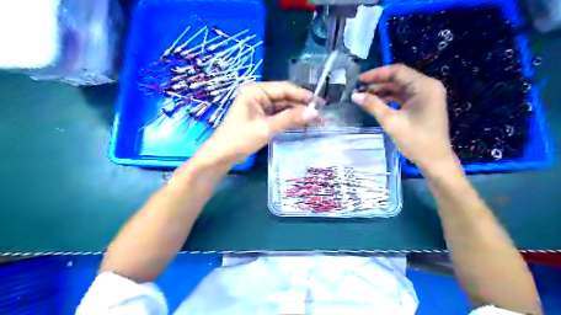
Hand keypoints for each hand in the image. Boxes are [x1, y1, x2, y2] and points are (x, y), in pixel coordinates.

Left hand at [200, 81, 316, 161]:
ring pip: (283, 107)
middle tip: (320, 114)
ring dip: (297, 114)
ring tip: (315, 120)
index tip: (320, 102)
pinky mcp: (260, 117)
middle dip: (302, 106)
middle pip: (285, 97)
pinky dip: (289, 120)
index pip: (284, 88)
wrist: (222, 155)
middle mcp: (258, 95)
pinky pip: (278, 115)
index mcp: (256, 90)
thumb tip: (314, 113)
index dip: (303, 95)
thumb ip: (290, 118)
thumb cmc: (240, 138)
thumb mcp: (266, 128)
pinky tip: (302, 123)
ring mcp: (259, 106)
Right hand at [350, 64, 454, 170]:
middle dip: (378, 83)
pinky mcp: (422, 105)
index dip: (377, 74)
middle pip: (399, 79)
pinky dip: (389, 99)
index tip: (360, 80)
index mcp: (424, 86)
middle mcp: (427, 87)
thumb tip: (354, 95)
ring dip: (382, 92)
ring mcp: (425, 96)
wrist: (434, 160)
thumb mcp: (392, 122)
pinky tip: (376, 104)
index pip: (398, 71)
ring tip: (364, 97)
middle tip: (359, 90)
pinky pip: (403, 97)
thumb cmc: (416, 140)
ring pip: (399, 88)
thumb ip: (373, 105)